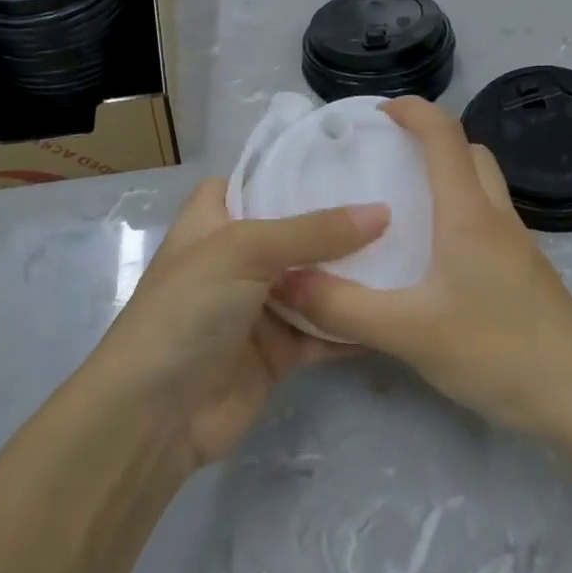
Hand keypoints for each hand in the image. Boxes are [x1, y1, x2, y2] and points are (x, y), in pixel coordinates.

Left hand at [93, 178, 388, 468]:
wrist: (156, 414)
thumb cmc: (189, 309)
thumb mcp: (245, 251)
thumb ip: (313, 231)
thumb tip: (382, 211)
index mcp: (214, 221)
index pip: (253, 180)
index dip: (291, 170)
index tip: (348, 159)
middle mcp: (238, 258)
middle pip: (296, 232)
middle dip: (340, 222)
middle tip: (400, 200)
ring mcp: (259, 306)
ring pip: (316, 282)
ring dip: (355, 273)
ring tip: (415, 249)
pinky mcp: (279, 352)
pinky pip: (325, 331)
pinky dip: (354, 324)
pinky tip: (398, 308)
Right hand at [276, 98, 571, 435]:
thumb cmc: (499, 352)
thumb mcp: (409, 333)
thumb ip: (343, 308)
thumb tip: (284, 281)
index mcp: (469, 214)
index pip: (444, 135)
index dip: (412, 110)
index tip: (374, 114)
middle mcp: (496, 218)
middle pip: (469, 153)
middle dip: (429, 140)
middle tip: (386, 159)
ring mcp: (516, 246)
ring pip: (482, 187)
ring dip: (447, 177)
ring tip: (402, 206)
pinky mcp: (524, 274)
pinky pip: (487, 221)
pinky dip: (458, 213)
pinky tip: (432, 258)